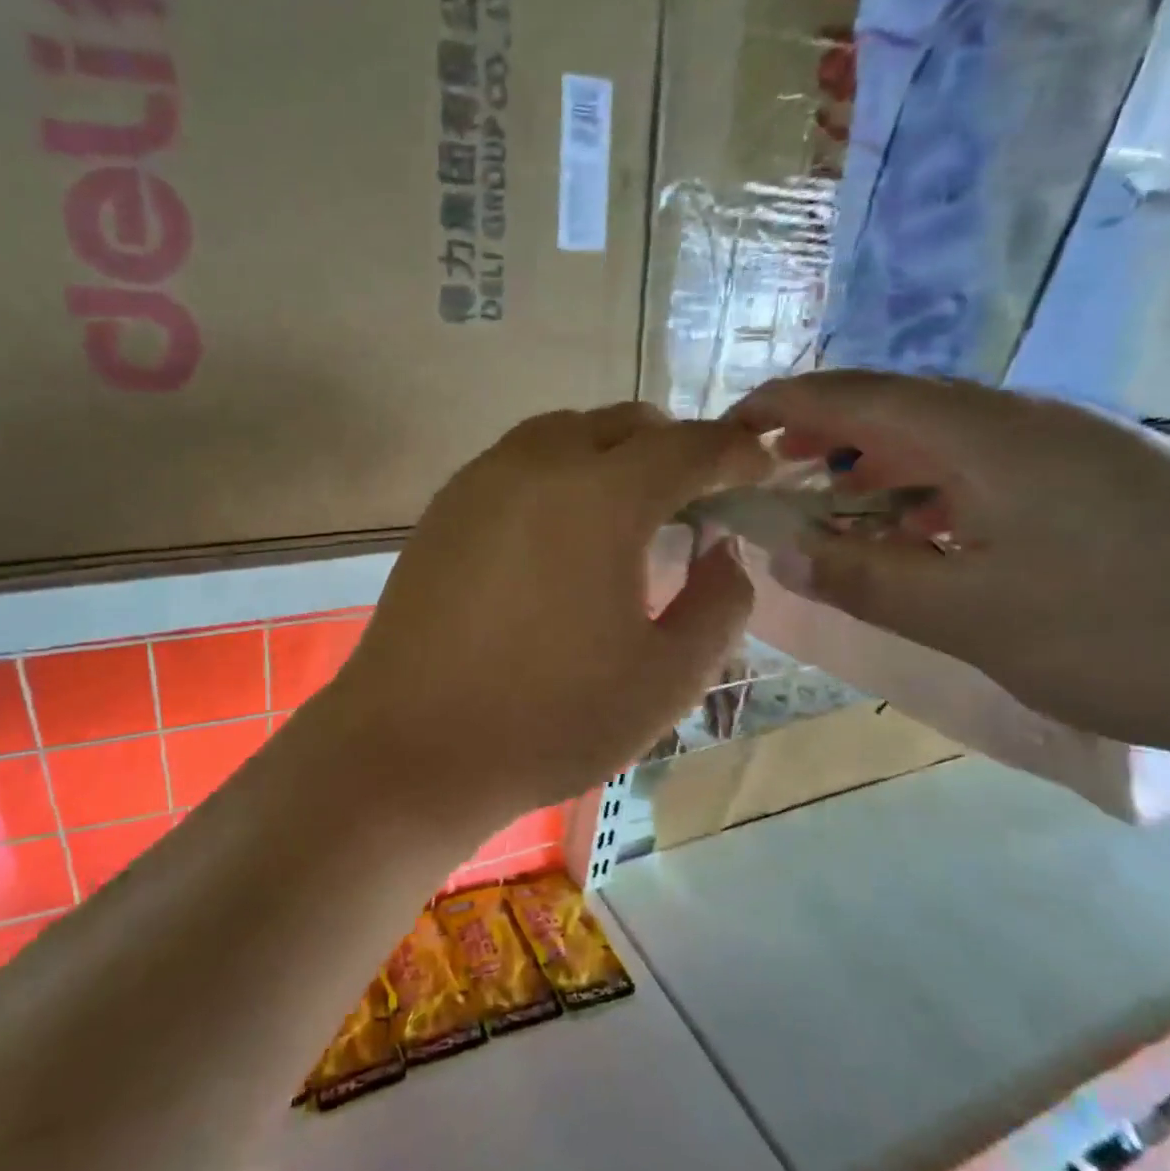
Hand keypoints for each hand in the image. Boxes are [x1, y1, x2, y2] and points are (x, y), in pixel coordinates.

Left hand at [319, 404, 770, 827]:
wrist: (410, 747)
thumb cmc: (548, 720)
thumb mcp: (667, 678)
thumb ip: (719, 603)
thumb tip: (721, 551)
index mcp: (602, 496)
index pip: (689, 446)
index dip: (736, 454)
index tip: (758, 475)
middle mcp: (538, 463)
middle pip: (625, 423)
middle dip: (674, 449)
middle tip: (695, 502)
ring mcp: (481, 479)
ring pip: (566, 431)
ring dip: (612, 455)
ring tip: (628, 514)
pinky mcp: (444, 506)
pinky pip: (519, 461)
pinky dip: (559, 472)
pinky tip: (560, 533)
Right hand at [730, 372, 1169, 772]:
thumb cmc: (1122, 631)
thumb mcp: (968, 616)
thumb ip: (865, 579)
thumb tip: (782, 553)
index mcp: (986, 436)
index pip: (858, 396)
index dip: (784, 404)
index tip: (731, 425)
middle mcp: (1027, 422)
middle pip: (900, 406)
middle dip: (825, 428)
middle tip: (772, 463)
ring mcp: (1075, 449)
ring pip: (947, 436)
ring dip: (880, 459)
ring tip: (837, 495)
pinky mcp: (1107, 481)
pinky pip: (990, 464)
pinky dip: (933, 487)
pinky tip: (930, 529)